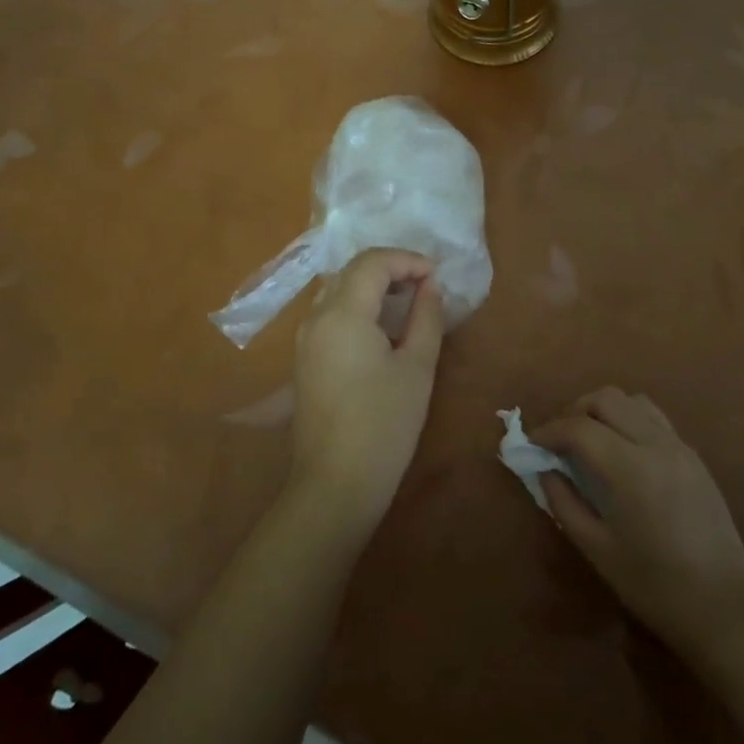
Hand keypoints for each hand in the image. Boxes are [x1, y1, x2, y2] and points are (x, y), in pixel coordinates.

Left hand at [287, 248, 444, 533]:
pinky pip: (331, 314)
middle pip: (352, 271)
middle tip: (426, 286)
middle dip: (391, 268)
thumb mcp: (417, 367)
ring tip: (409, 303)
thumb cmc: (384, 424)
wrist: (335, 484)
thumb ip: (426, 318)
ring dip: (374, 287)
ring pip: (339, 291)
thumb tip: (430, 287)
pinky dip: (359, 307)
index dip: (408, 260)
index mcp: (342, 313)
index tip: (437, 276)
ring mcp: (305, 339)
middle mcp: (316, 317)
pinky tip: (383, 328)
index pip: (373, 262)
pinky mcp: (305, 359)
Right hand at [536, 387, 743, 661]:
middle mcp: (657, 445)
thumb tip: (545, 470)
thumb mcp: (597, 549)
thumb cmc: (654, 586)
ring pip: (633, 401)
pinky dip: (629, 420)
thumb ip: (564, 502)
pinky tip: (622, 452)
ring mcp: (680, 447)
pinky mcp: (695, 457)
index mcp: (630, 469)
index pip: (579, 427)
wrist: (724, 610)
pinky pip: (655, 418)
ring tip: (589, 440)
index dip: (549, 431)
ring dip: (604, 410)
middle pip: (606, 398)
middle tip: (559, 440)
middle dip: (574, 411)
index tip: (532, 445)